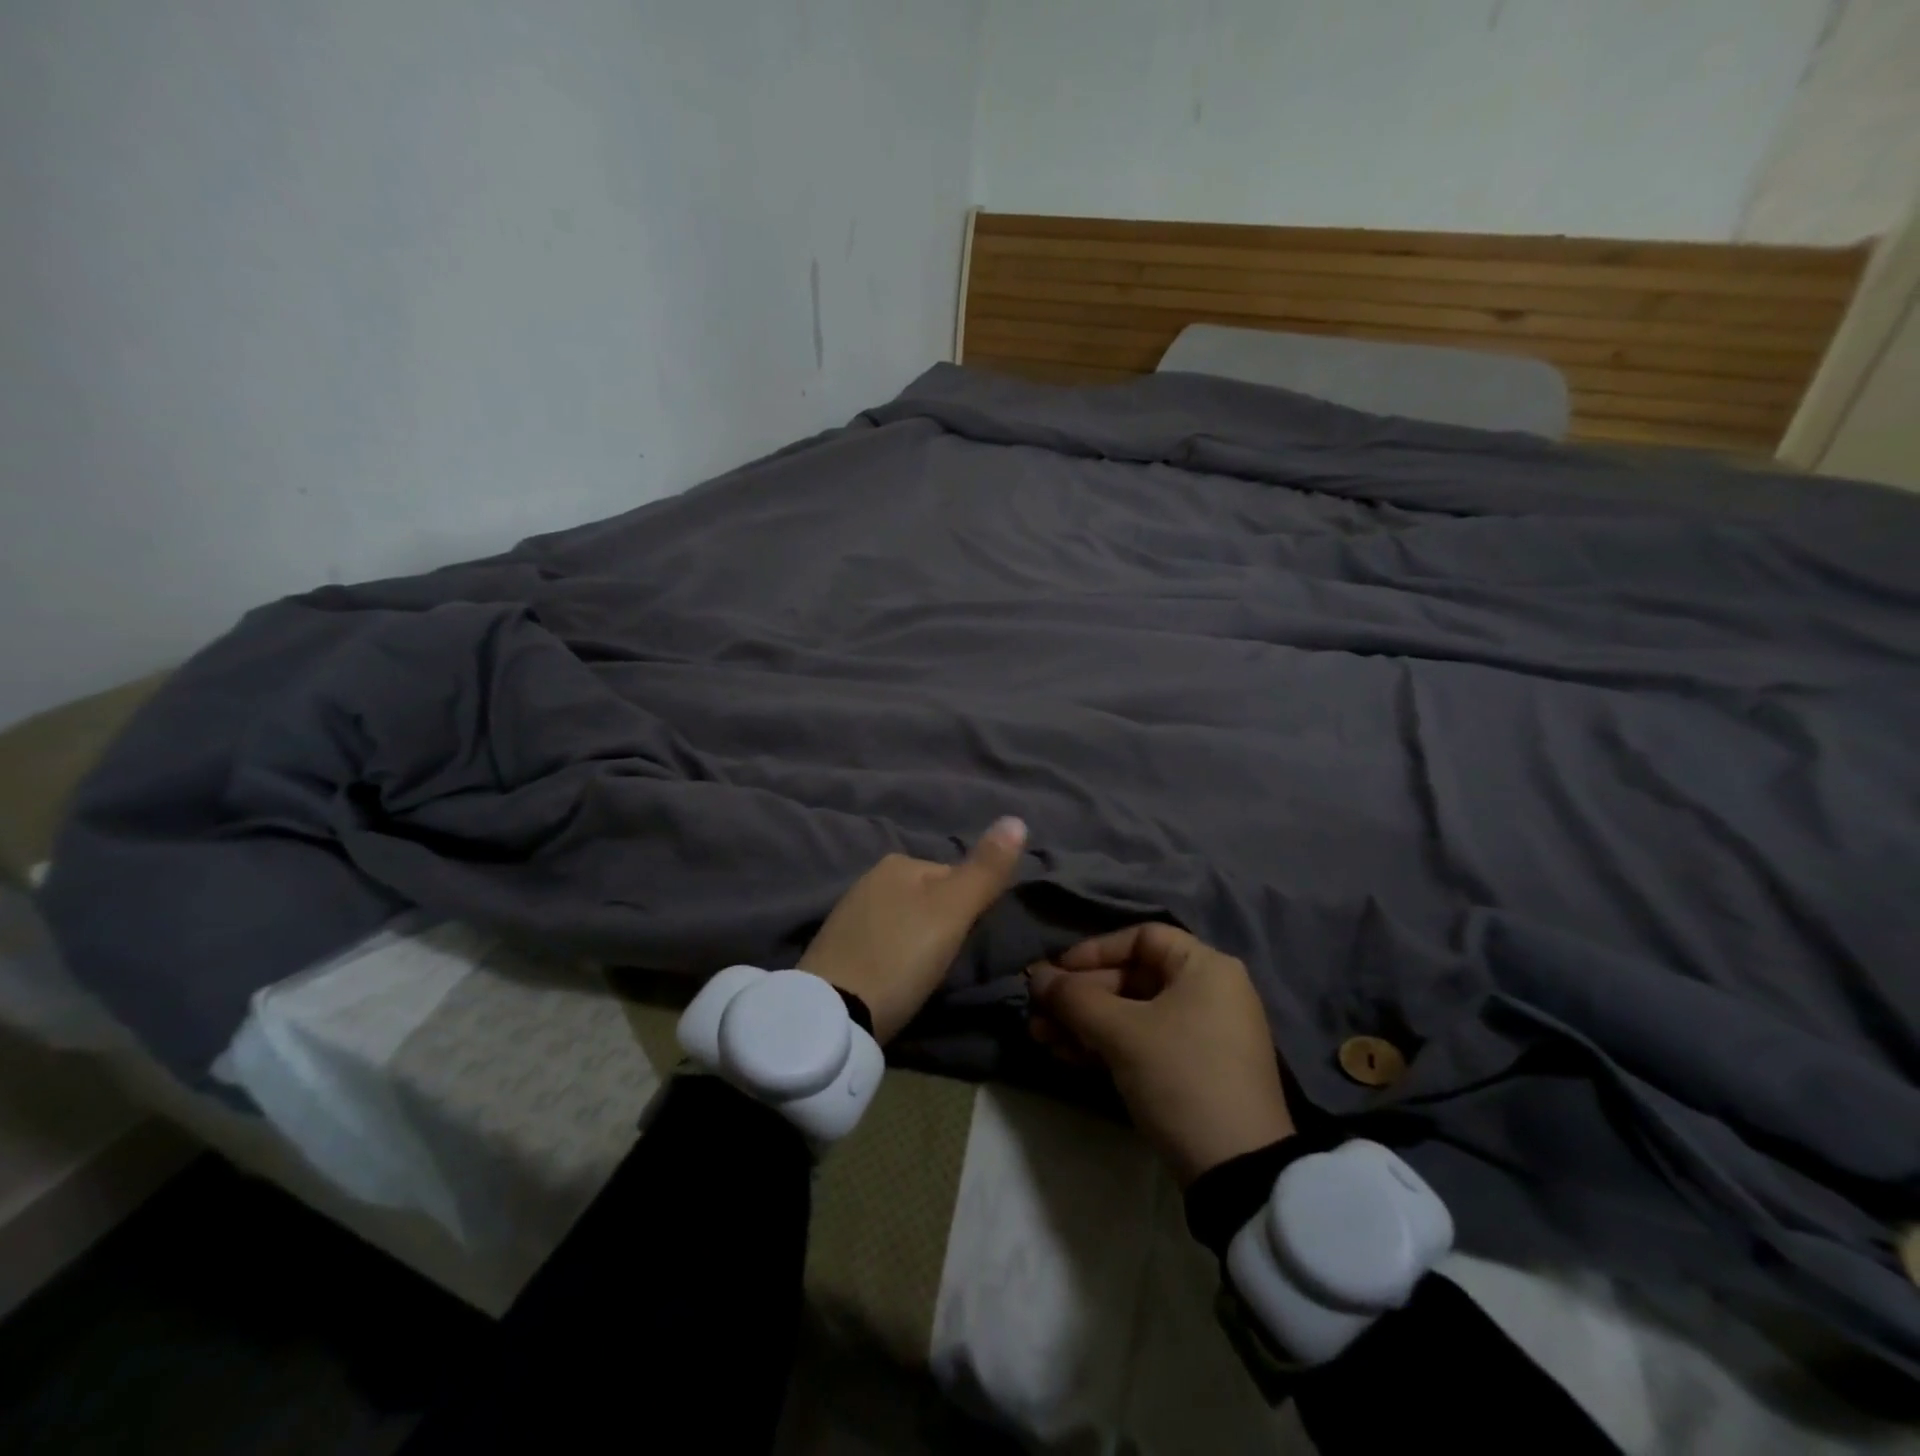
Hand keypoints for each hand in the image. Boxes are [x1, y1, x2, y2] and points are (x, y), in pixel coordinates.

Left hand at [798, 818, 1027, 1043]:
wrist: (831, 1014)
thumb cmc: (900, 957)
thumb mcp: (952, 912)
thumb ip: (985, 870)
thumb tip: (1017, 819)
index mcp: (898, 862)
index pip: (955, 877)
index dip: (971, 910)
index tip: (970, 944)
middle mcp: (869, 878)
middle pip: (929, 899)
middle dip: (943, 925)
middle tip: (948, 964)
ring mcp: (848, 913)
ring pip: (905, 921)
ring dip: (919, 942)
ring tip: (923, 976)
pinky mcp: (835, 948)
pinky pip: (881, 942)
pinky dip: (894, 956)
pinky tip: (895, 979)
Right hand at [1028, 924, 1294, 1184]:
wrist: (1237, 1171)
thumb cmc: (1180, 1076)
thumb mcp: (1122, 1032)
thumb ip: (1073, 998)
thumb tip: (1035, 976)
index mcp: (1205, 967)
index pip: (1141, 938)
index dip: (1094, 951)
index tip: (1057, 973)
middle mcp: (1208, 991)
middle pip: (1131, 978)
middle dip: (1080, 996)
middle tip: (1037, 1013)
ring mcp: (1202, 1033)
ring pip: (1131, 1014)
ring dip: (1084, 1023)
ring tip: (1040, 1037)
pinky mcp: (1192, 1070)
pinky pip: (1142, 1042)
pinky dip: (1106, 1045)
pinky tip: (1066, 1055)